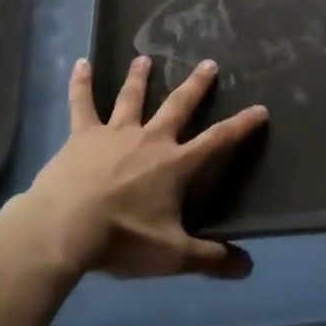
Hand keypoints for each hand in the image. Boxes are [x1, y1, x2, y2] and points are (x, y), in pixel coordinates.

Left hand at [18, 55, 268, 280]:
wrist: (66, 226)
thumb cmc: (122, 239)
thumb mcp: (173, 256)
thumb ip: (211, 259)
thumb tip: (249, 268)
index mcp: (175, 164)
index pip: (217, 141)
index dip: (241, 125)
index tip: (260, 108)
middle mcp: (150, 139)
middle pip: (178, 105)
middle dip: (196, 85)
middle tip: (209, 62)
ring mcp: (115, 133)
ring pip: (130, 98)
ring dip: (139, 77)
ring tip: (144, 58)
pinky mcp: (82, 135)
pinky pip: (82, 103)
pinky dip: (81, 83)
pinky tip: (81, 63)